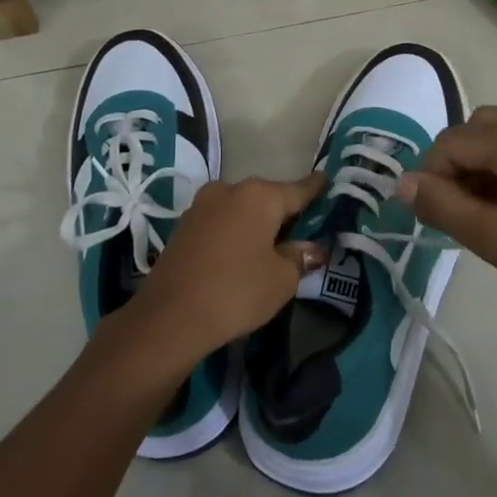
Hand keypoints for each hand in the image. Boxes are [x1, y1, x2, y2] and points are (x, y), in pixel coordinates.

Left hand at [124, 172, 326, 371]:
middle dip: (283, 212)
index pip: (298, 189)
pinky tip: (240, 254)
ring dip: (255, 223)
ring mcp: (202, 205)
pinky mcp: (183, 225)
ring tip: (270, 246)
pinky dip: (234, 232)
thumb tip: (311, 248)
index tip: (326, 180)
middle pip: (267, 197)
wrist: (170, 315)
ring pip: (240, 209)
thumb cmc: (237, 291)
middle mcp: (230, 189)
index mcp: (260, 196)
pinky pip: (221, 222)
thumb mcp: (282, 280)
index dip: (315, 189)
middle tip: (301, 231)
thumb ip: (299, 257)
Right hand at [395, 106, 496, 345]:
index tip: (432, 213)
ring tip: (496, 208)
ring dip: (489, 159)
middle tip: (463, 211)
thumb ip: (442, 206)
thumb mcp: (496, 241)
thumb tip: (402, 183)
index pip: (451, 142)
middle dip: (460, 164)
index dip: (431, 175)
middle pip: (479, 128)